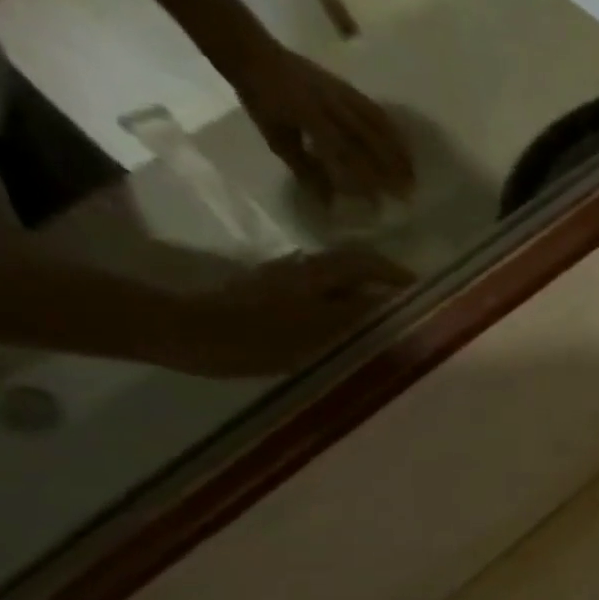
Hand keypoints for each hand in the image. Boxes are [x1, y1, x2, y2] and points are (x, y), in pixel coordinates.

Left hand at [168, 247, 413, 375]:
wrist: (181, 333)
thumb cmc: (253, 337)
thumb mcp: (313, 331)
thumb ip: (353, 315)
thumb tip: (386, 302)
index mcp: (314, 275)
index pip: (364, 262)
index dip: (392, 272)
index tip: (416, 287)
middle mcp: (299, 270)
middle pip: (347, 266)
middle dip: (376, 279)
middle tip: (400, 301)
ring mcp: (280, 280)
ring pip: (330, 278)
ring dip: (356, 289)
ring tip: (376, 315)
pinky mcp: (264, 293)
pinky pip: (314, 291)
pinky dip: (336, 300)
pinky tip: (339, 322)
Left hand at [222, 39, 414, 204]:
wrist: (252, 51)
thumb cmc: (261, 99)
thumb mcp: (277, 138)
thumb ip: (305, 169)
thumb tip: (329, 202)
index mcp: (309, 116)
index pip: (343, 153)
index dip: (362, 178)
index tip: (377, 201)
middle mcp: (331, 105)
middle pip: (369, 140)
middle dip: (390, 168)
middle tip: (407, 193)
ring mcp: (341, 94)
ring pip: (378, 126)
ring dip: (398, 152)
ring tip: (412, 175)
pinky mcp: (347, 87)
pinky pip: (376, 111)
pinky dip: (393, 131)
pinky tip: (404, 147)